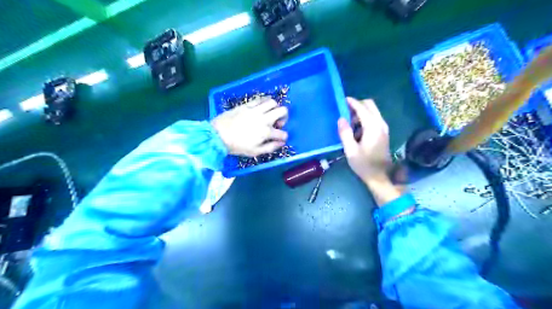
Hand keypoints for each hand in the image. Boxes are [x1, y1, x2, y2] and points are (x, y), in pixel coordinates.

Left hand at [212, 96, 288, 156]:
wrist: (217, 136)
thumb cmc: (236, 146)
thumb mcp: (254, 152)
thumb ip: (270, 147)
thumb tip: (281, 143)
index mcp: (266, 132)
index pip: (283, 133)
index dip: (284, 137)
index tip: (280, 138)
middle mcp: (264, 119)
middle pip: (283, 111)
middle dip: (284, 117)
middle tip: (277, 122)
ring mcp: (255, 110)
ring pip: (273, 102)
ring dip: (275, 108)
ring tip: (270, 113)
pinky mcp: (247, 105)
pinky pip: (260, 98)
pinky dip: (265, 101)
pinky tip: (262, 106)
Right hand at [336, 98, 391, 181]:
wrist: (380, 176)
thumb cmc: (364, 164)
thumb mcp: (350, 150)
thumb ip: (345, 133)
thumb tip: (341, 119)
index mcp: (372, 127)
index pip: (362, 108)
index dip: (352, 102)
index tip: (342, 100)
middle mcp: (380, 124)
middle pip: (370, 105)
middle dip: (357, 105)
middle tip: (344, 112)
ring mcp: (383, 128)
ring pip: (372, 111)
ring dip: (360, 113)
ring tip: (348, 124)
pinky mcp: (383, 132)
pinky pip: (374, 119)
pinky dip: (364, 119)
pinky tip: (356, 131)